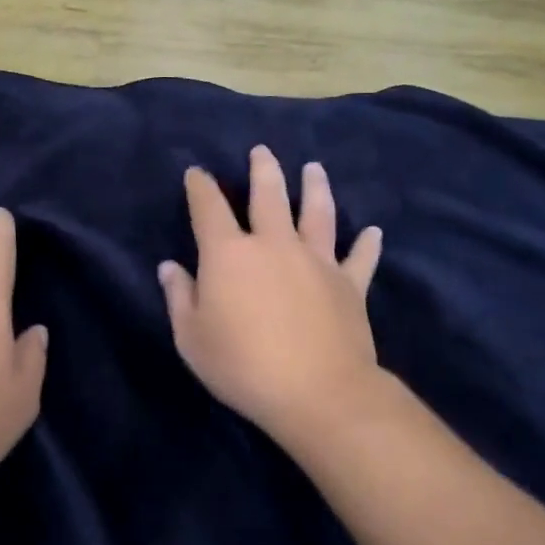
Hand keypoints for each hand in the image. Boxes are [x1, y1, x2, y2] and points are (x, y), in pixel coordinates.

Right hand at [160, 147, 384, 446]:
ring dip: (316, 188)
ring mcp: (316, 261)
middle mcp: (273, 244)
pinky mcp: (349, 284)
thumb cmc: (243, 366)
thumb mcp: (192, 338)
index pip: (209, 208)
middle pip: (269, 195)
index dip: (201, 186)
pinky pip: (360, 258)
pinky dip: (367, 245)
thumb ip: (180, 297)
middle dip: (263, 169)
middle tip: (262, 150)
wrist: (318, 393)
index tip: (197, 173)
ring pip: (318, 213)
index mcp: (229, 253)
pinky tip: (374, 232)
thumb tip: (170, 267)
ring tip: (314, 168)